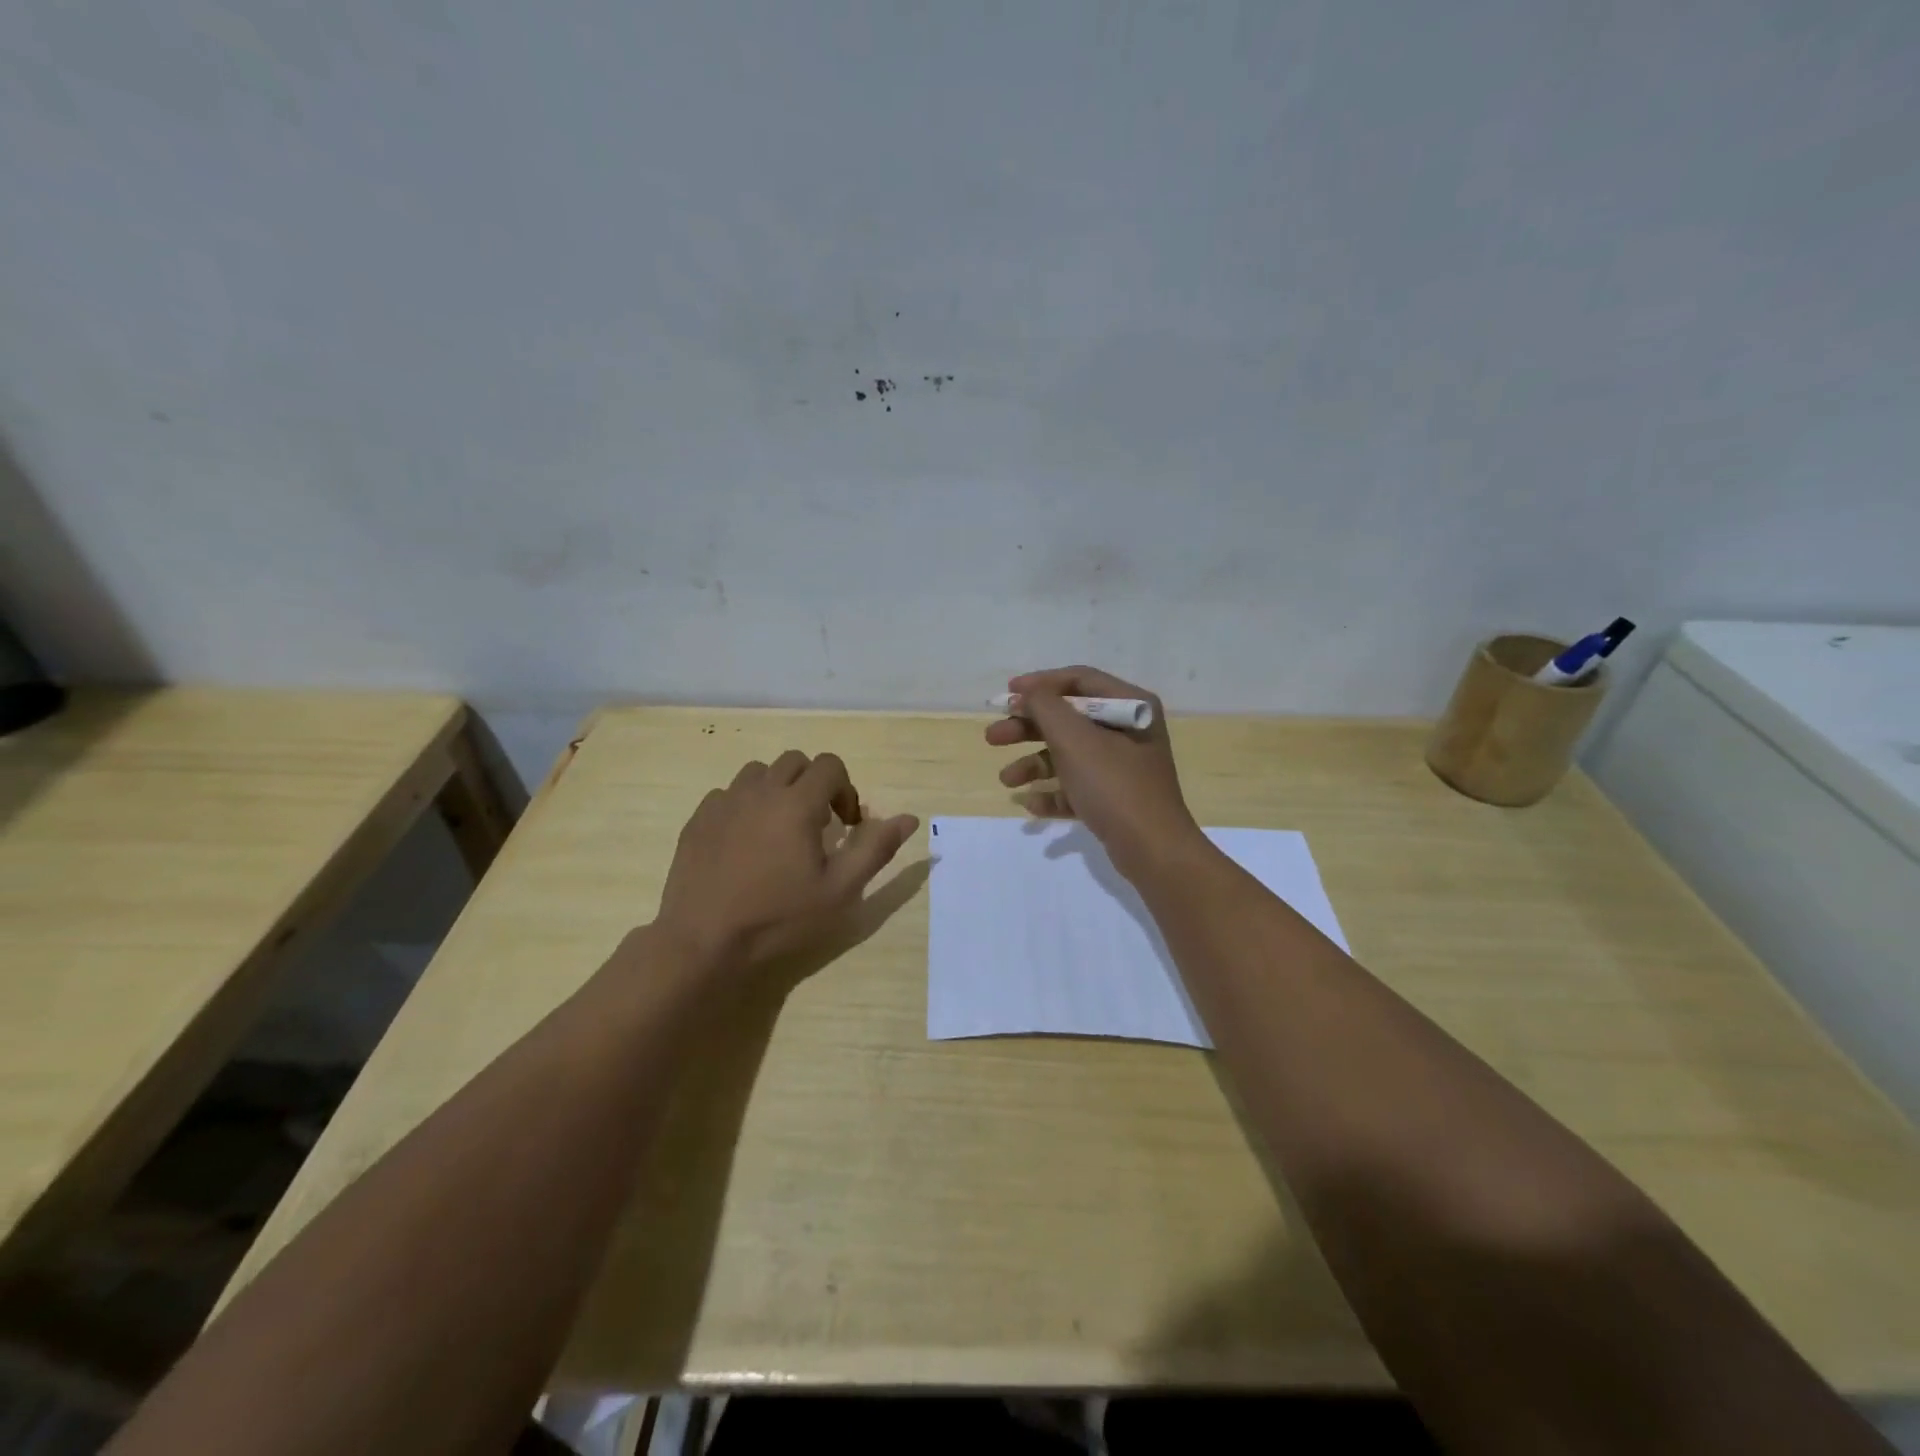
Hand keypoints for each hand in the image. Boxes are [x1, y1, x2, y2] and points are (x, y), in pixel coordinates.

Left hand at [655, 752, 918, 978]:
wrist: (703, 942)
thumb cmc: (779, 917)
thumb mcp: (840, 890)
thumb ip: (876, 848)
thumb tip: (909, 818)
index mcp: (797, 802)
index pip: (830, 765)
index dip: (846, 790)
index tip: (847, 825)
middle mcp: (760, 790)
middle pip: (795, 761)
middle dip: (814, 784)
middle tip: (818, 826)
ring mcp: (724, 803)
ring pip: (759, 773)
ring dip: (778, 790)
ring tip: (780, 829)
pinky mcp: (698, 820)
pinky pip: (727, 794)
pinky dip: (745, 805)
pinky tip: (745, 842)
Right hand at [985, 665, 1203, 879]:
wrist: (1152, 850)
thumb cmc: (1113, 785)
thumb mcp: (1074, 739)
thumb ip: (1046, 708)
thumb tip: (1028, 693)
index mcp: (1130, 705)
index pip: (1079, 680)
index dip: (1040, 684)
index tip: (1006, 694)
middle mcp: (1128, 731)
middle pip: (1068, 719)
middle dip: (1027, 728)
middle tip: (993, 737)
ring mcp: (1122, 767)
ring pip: (1068, 755)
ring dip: (1034, 764)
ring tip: (1006, 780)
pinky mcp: (1115, 799)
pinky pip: (1077, 787)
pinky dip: (1053, 793)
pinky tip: (1031, 805)